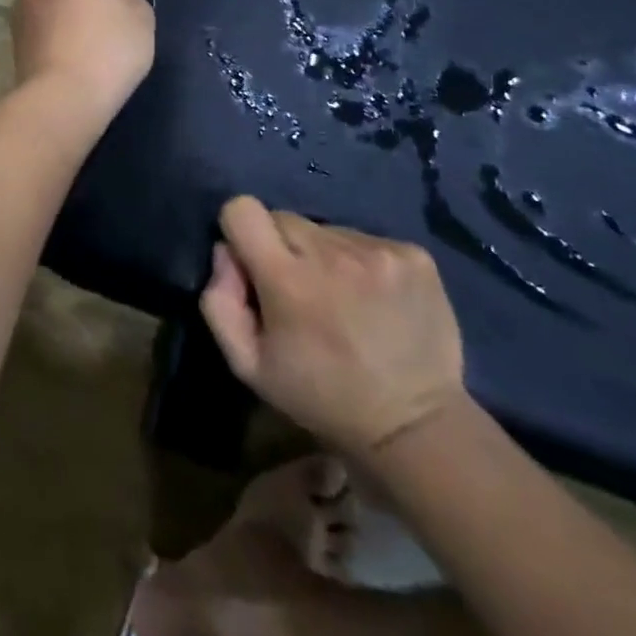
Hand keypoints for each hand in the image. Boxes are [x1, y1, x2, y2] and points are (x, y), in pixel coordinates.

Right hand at [199, 196, 465, 460]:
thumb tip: (225, 252)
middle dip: (282, 248)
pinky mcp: (414, 255)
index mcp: (288, 280)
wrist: (416, 425)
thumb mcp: (248, 365)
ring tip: (342, 299)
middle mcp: (333, 254)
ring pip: (324, 230)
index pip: (243, 210)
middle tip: (299, 291)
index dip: (240, 232)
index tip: (253, 264)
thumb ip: (219, 302)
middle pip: (283, 218)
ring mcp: (379, 252)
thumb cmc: (321, 396)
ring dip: (323, 256)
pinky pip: (364, 239)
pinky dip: (359, 262)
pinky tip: (372, 299)